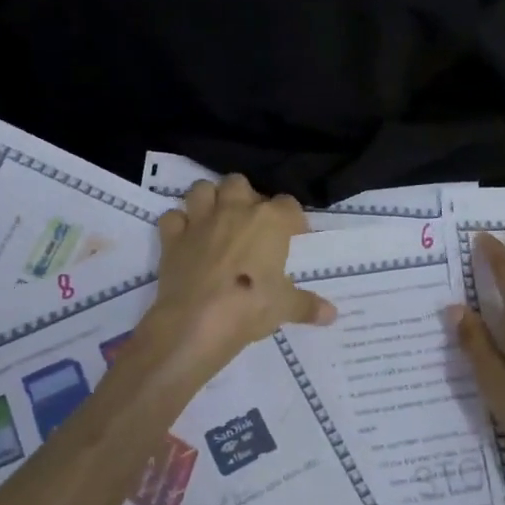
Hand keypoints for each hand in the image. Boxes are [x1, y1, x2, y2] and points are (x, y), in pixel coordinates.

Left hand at [139, 175, 335, 387]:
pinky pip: (172, 217)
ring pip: (202, 188)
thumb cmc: (250, 307)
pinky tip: (186, 239)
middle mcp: (235, 210)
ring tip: (216, 221)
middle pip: (240, 183)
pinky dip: (178, 224)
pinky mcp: (173, 237)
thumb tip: (332, 315)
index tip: (294, 237)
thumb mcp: (285, 308)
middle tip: (250, 224)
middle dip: (246, 198)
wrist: (197, 321)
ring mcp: (200, 220)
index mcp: (269, 220)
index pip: (288, 205)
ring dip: (209, 200)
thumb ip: (308, 306)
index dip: (292, 219)